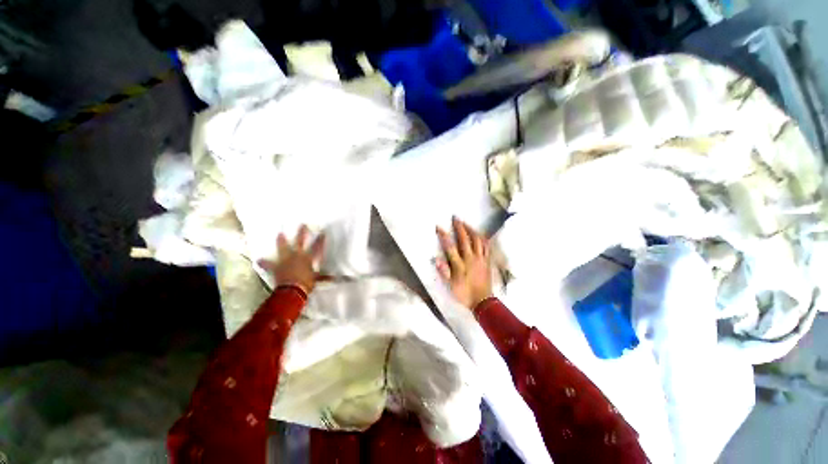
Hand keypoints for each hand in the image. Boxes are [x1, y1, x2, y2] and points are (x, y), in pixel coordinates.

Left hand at [258, 225, 324, 294]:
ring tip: (279, 234)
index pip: (317, 247)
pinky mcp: (276, 267)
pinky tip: (258, 260)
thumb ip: (324, 277)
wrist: (292, 290)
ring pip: (283, 248)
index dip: (320, 240)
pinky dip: (264, 263)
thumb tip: (335, 279)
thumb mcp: (317, 279)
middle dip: (301, 233)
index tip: (323, 232)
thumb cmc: (306, 283)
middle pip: (300, 242)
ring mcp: (285, 260)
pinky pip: (268, 264)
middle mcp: (297, 256)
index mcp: (308, 258)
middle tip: (302, 224)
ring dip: (281, 241)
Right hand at [436, 217, 492, 309]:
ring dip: (472, 230)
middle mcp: (471, 259)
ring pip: (477, 240)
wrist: (483, 301)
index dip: (444, 236)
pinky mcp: (487, 261)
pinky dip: (482, 238)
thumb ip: (445, 272)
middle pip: (465, 239)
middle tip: (456, 217)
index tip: (439, 227)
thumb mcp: (451, 286)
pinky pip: (486, 246)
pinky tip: (479, 235)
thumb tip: (437, 259)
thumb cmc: (464, 294)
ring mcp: (481, 259)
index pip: (450, 247)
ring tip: (466, 223)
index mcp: (460, 265)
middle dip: (459, 227)